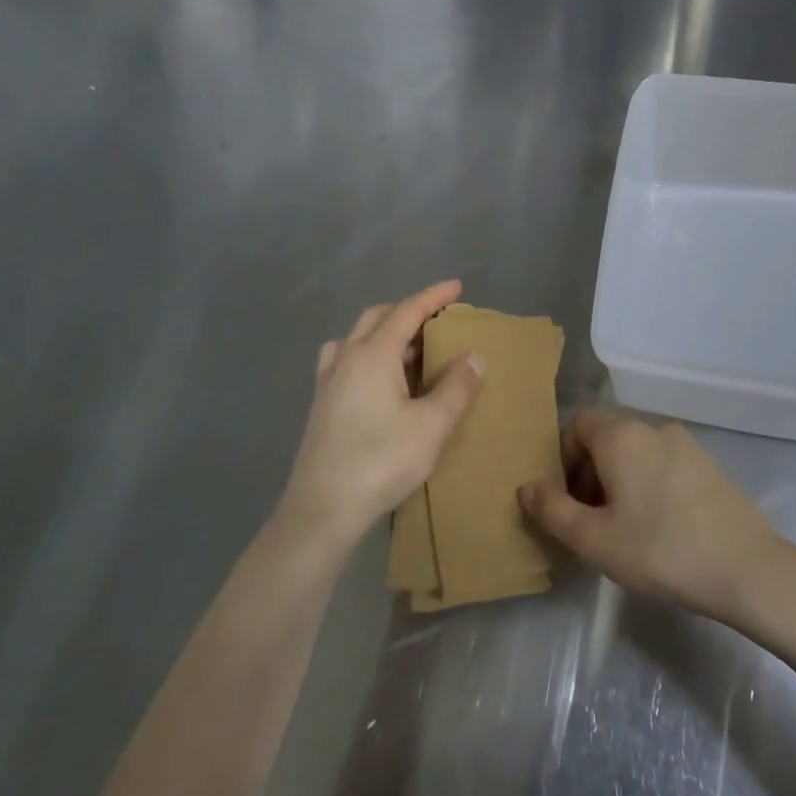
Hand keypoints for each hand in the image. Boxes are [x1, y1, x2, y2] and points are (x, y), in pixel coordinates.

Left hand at [278, 281, 483, 551]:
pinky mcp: (321, 405)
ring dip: (385, 333)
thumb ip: (457, 386)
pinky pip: (346, 361)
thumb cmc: (382, 461)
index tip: (456, 286)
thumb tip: (474, 355)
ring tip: (410, 351)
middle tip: (437, 321)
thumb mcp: (433, 425)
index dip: (433, 296)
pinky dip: (368, 355)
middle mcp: (346, 358)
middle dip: (408, 311)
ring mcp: (328, 382)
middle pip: (377, 317)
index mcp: (373, 354)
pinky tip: (381, 382)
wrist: (322, 509)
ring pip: (356, 338)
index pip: (407, 311)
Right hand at [520, 410, 789, 621]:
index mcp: (622, 435)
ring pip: (636, 451)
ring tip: (620, 526)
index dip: (561, 456)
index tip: (564, 498)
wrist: (745, 567)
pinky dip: (647, 482)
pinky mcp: (709, 465)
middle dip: (587, 470)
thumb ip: (553, 510)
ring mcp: (687, 444)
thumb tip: (528, 487)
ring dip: (617, 478)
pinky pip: (663, 463)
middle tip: (587, 518)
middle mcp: (654, 428)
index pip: (577, 422)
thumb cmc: (660, 550)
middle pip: (606, 436)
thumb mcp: (594, 539)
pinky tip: (656, 525)